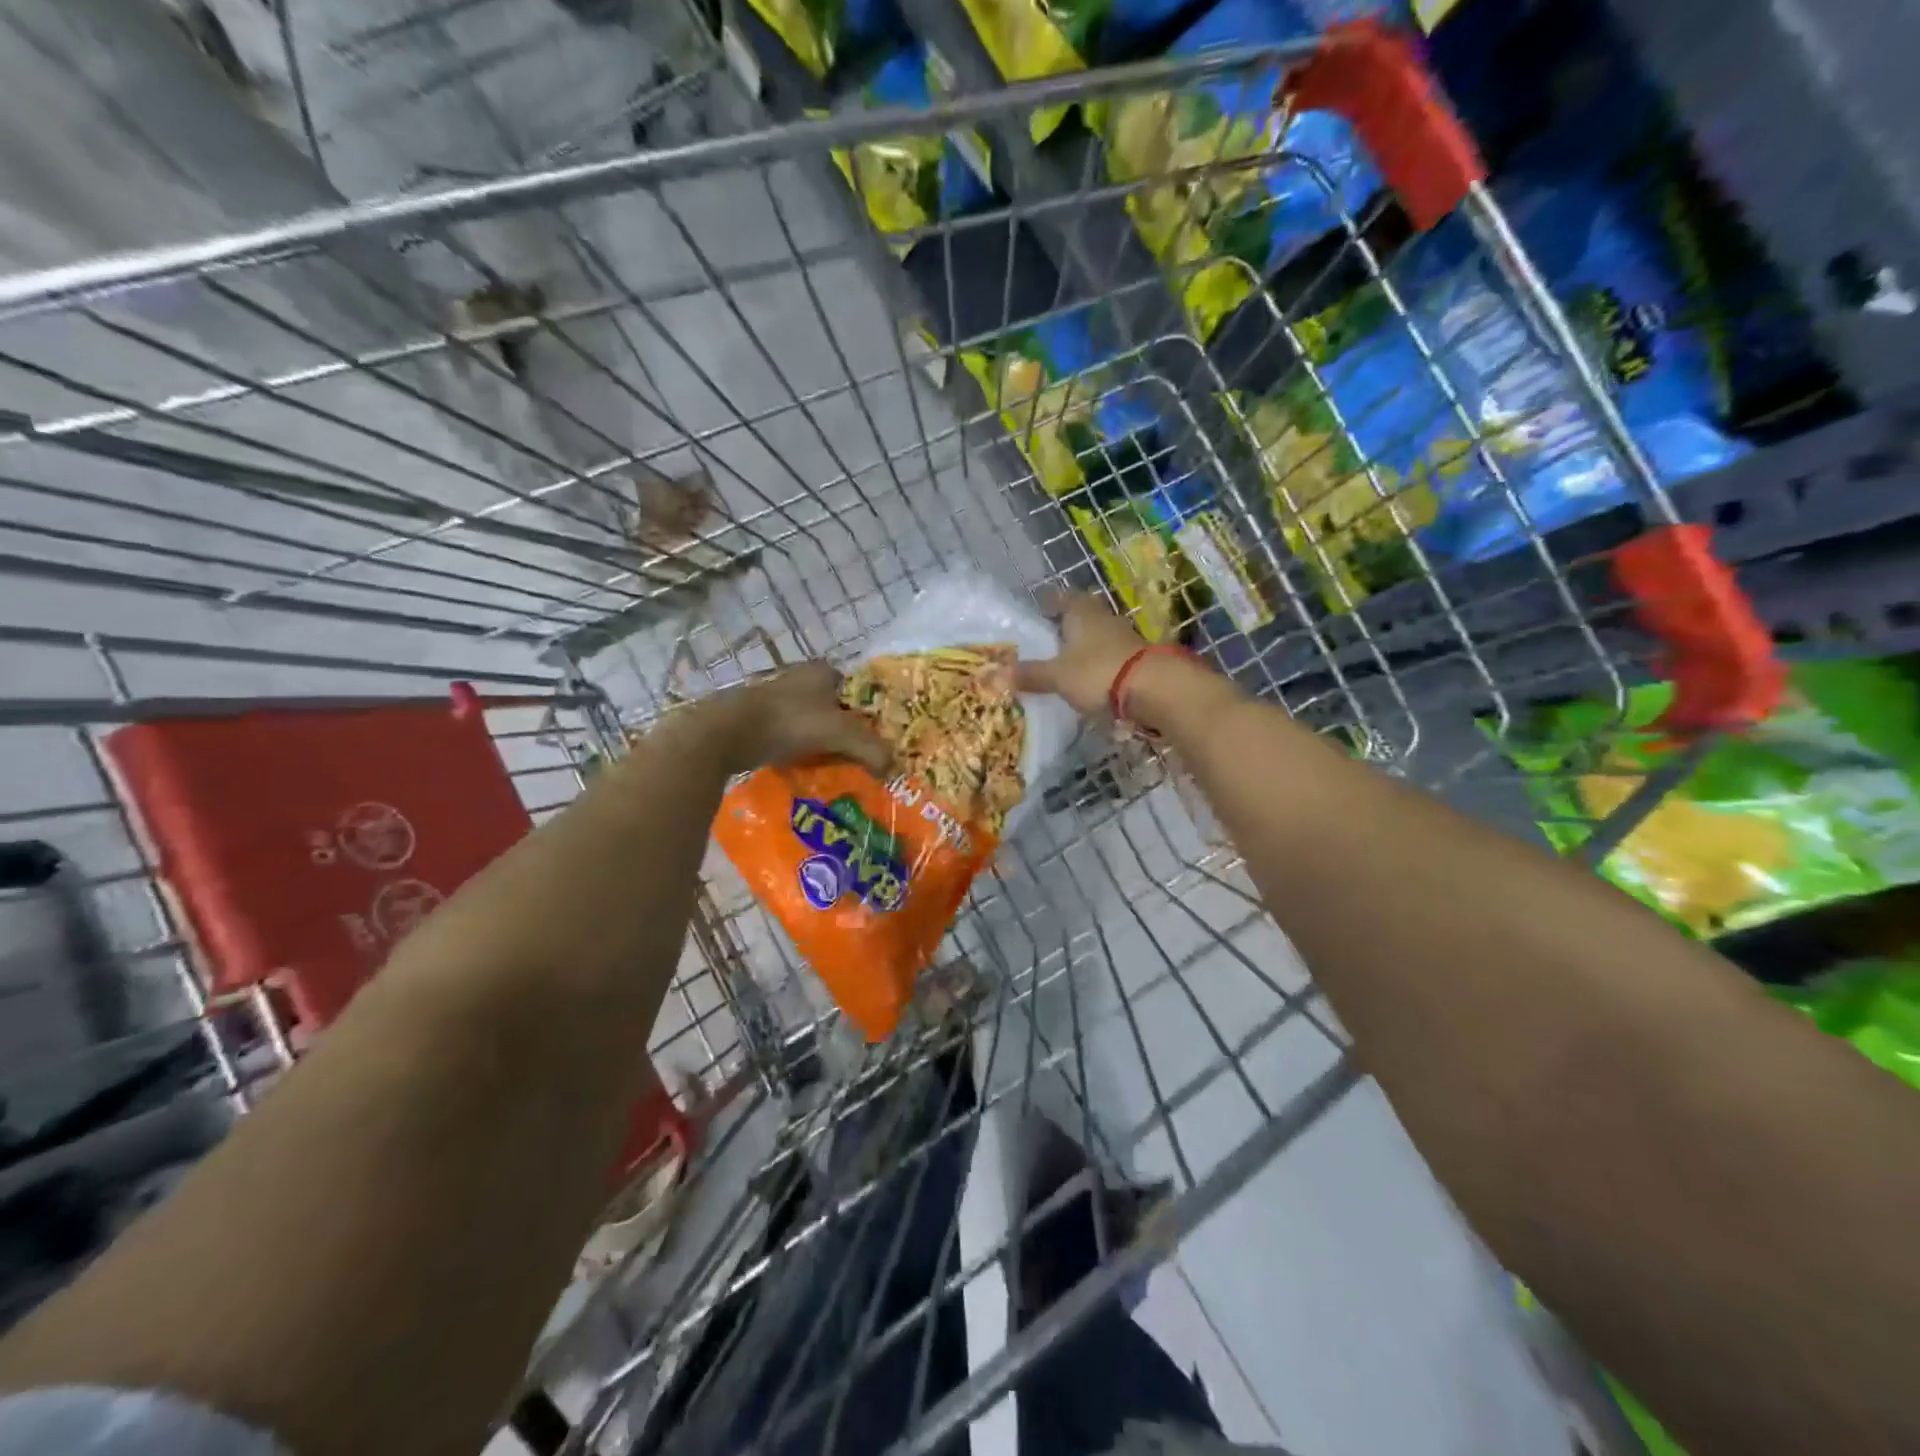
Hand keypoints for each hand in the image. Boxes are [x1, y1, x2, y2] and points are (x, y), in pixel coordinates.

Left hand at [699, 661, 891, 776]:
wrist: (725, 733)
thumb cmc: (787, 723)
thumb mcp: (838, 734)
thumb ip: (871, 749)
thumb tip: (893, 767)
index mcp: (823, 671)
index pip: (860, 690)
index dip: (872, 714)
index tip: (881, 740)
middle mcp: (801, 679)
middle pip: (838, 708)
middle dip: (850, 732)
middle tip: (864, 759)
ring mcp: (778, 699)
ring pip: (814, 724)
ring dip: (826, 744)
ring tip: (840, 769)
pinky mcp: (760, 721)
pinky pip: (793, 737)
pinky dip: (803, 752)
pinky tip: (809, 770)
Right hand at [1013, 592, 1149, 714]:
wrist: (1154, 688)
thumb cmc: (1097, 671)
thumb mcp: (1057, 676)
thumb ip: (1030, 674)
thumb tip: (998, 674)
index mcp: (1081, 612)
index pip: (1062, 598)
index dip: (1049, 602)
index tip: (1039, 607)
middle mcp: (1103, 618)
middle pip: (1082, 615)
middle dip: (1067, 624)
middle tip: (1049, 636)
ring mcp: (1124, 637)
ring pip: (1098, 635)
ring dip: (1084, 644)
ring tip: (1066, 659)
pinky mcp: (1138, 658)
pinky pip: (1110, 655)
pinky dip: (1098, 662)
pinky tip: (1089, 676)